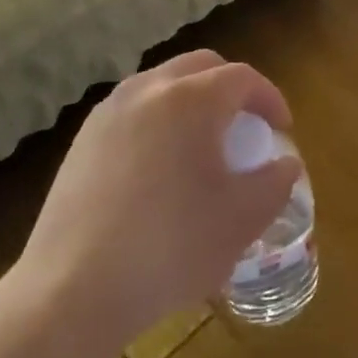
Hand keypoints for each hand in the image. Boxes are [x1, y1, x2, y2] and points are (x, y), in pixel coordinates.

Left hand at [2, 50, 300, 349]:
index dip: (270, 98)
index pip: (243, 78)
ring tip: (202, 145)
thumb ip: (275, 182)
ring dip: (191, 101)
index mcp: (191, 100)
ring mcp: (108, 113)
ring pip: (162, 84)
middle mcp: (147, 90)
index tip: (282, 129)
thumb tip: (283, 164)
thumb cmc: (171, 247)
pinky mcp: (82, 141)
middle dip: (230, 88)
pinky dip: (158, 121)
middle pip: (200, 66)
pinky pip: (133, 111)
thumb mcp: (242, 219)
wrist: (73, 290)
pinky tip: (160, 168)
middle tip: (246, 127)